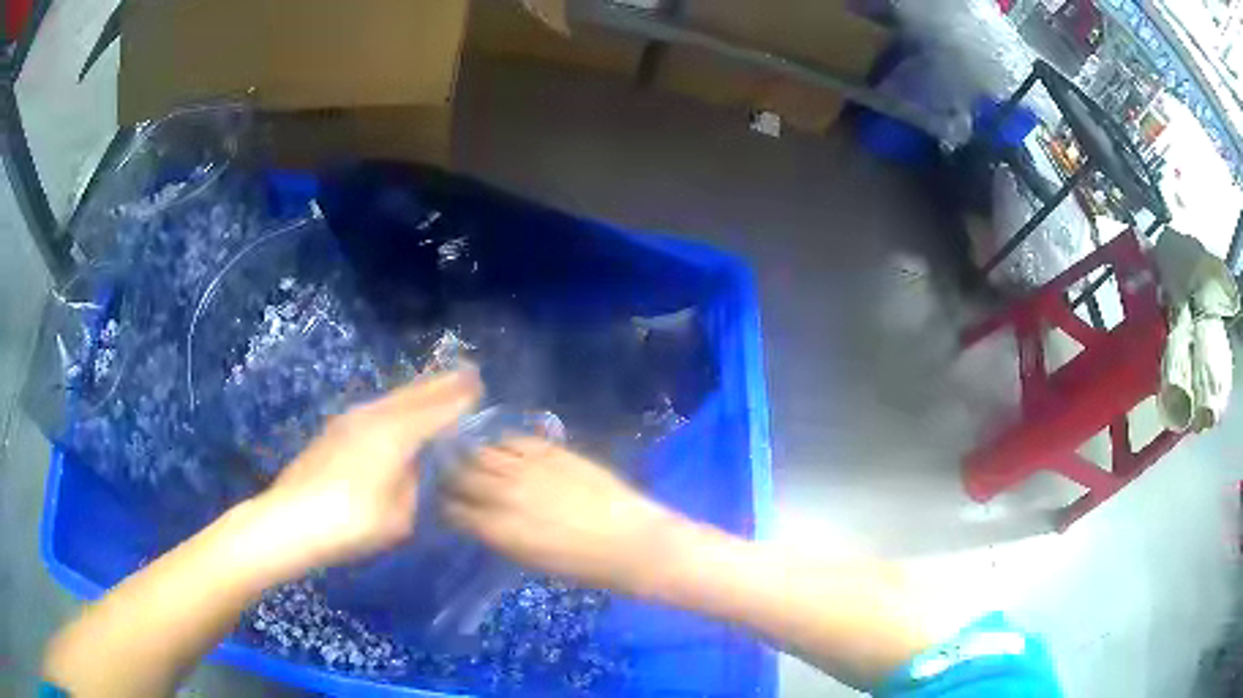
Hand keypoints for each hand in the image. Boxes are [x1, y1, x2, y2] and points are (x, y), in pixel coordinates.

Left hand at [252, 367, 481, 575]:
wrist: (290, 521)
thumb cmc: (351, 523)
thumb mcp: (399, 517)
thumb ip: (414, 487)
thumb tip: (414, 470)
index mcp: (395, 435)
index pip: (436, 409)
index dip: (459, 397)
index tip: (480, 384)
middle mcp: (374, 416)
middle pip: (414, 394)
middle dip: (441, 383)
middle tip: (467, 372)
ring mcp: (350, 420)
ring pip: (393, 398)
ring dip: (418, 392)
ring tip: (437, 387)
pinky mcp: (334, 431)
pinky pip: (377, 408)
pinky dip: (397, 404)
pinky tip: (398, 413)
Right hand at [443, 438, 688, 595]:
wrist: (630, 542)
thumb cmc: (582, 566)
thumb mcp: (529, 558)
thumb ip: (499, 534)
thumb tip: (478, 518)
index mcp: (497, 529)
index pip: (451, 509)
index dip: (444, 506)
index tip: (443, 504)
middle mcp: (503, 493)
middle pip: (459, 475)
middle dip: (450, 478)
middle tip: (451, 479)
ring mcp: (526, 467)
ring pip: (480, 451)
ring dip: (472, 457)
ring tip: (473, 460)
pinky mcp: (550, 450)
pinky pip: (512, 438)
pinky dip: (501, 444)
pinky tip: (503, 450)